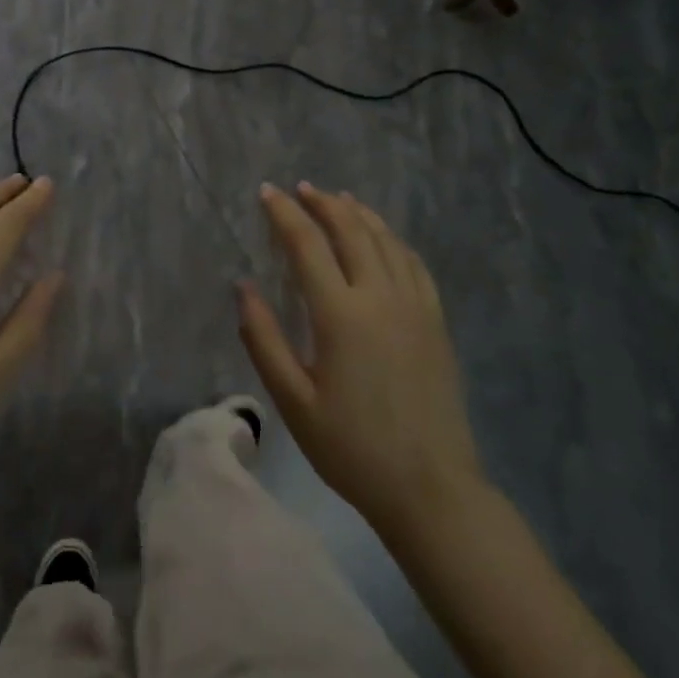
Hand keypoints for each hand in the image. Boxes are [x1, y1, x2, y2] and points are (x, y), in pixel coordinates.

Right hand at [237, 182, 484, 530]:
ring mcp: (415, 307)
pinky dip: (393, 239)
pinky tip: (384, 238)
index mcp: (341, 314)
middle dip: (323, 203)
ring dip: (359, 214)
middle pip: (351, 231)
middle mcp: (380, 297)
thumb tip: (243, 286)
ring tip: (339, 199)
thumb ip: (263, 339)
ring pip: (386, 240)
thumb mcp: (293, 401)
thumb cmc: (351, 448)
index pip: (307, 245)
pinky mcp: (436, 322)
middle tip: (301, 189)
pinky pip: (414, 263)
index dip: (285, 214)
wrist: (430, 488)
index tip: (267, 192)